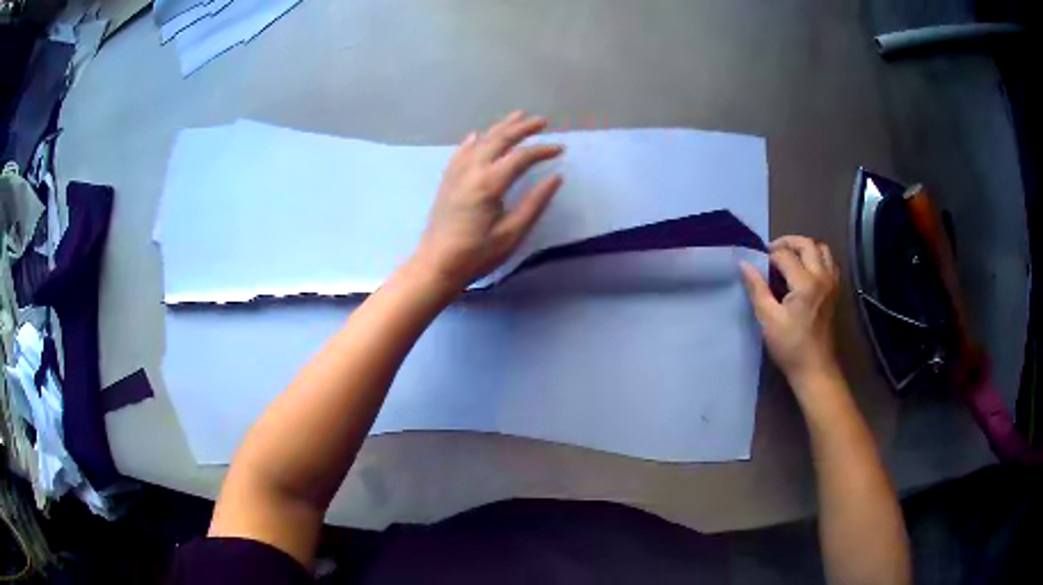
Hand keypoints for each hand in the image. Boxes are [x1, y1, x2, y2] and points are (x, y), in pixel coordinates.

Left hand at [412, 111, 563, 290]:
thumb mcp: (512, 233)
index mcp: (489, 183)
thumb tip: (556, 178)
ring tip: (518, 116)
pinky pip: (461, 152)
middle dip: (522, 128)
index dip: (542, 150)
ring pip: (481, 141)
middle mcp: (471, 170)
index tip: (560, 150)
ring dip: (500, 127)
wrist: (436, 264)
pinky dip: (474, 141)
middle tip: (542, 121)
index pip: (521, 157)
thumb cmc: (477, 254)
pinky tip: (478, 135)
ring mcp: (456, 173)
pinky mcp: (447, 180)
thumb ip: (535, 203)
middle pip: (499, 140)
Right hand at [740, 236, 840, 388]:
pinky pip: (829, 262)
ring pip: (821, 249)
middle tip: (771, 253)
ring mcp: (831, 283)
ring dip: (805, 248)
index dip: (768, 255)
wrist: (815, 369)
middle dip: (787, 243)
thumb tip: (744, 264)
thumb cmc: (790, 347)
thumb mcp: (768, 319)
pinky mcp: (835, 291)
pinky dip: (817, 258)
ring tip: (789, 258)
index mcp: (805, 283)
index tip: (756, 263)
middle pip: (806, 244)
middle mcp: (822, 276)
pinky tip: (806, 270)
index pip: (784, 255)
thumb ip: (757, 288)